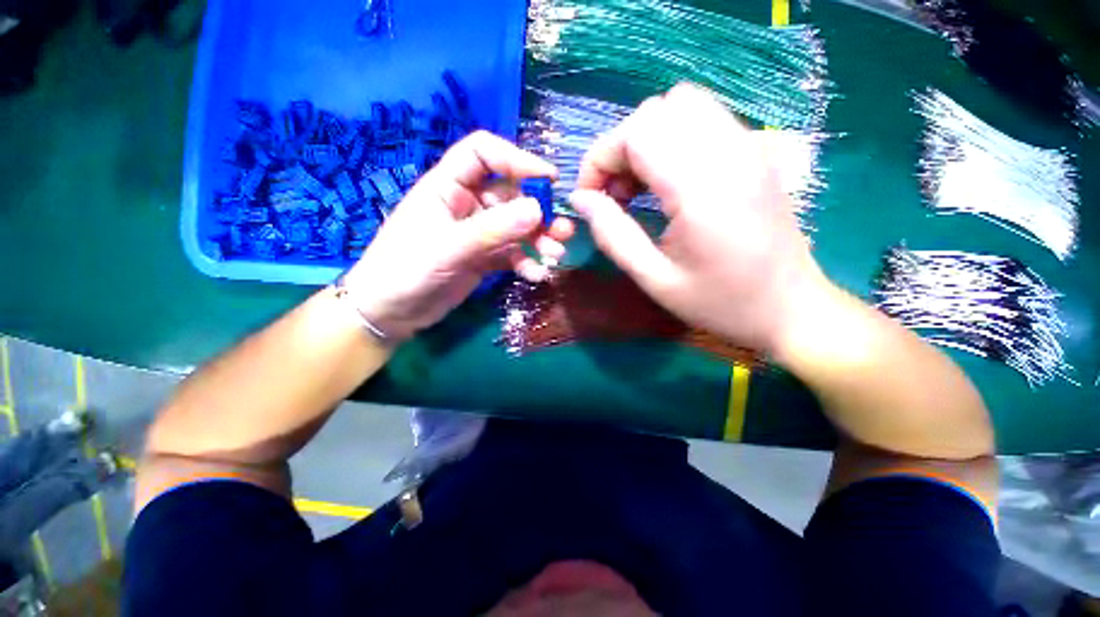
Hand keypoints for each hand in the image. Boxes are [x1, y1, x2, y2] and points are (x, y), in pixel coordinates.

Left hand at [344, 131, 575, 340]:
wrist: (390, 313)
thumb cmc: (406, 270)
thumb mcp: (449, 247)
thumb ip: (492, 229)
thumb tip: (538, 209)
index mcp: (448, 186)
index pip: (483, 153)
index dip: (516, 159)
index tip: (548, 179)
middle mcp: (466, 204)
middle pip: (510, 195)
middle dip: (538, 212)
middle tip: (562, 230)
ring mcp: (477, 233)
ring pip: (516, 227)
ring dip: (538, 239)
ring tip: (556, 254)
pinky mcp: (483, 258)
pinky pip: (512, 254)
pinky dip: (526, 262)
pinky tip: (536, 274)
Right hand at [570, 84, 829, 353]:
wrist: (791, 308)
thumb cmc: (721, 303)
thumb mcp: (655, 279)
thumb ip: (613, 235)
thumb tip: (580, 200)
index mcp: (702, 189)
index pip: (637, 132)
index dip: (600, 159)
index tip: (589, 198)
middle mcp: (729, 153)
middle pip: (657, 110)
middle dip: (620, 148)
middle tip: (614, 195)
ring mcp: (748, 147)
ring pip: (680, 106)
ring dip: (646, 140)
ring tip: (638, 188)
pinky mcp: (754, 152)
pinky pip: (703, 119)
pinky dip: (671, 140)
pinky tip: (666, 182)